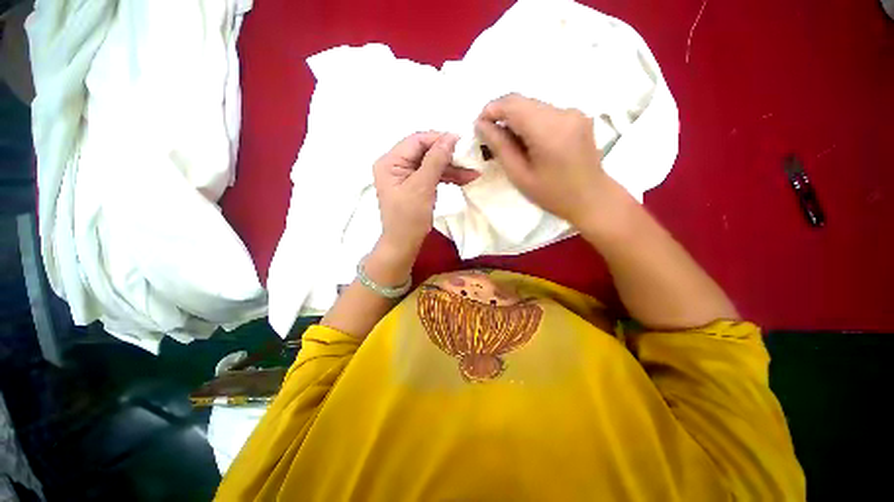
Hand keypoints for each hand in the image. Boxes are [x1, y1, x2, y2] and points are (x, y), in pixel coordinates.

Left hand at [371, 132, 477, 283]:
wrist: (404, 245)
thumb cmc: (409, 218)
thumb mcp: (422, 187)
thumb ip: (436, 160)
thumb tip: (450, 137)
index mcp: (390, 162)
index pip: (416, 141)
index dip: (439, 139)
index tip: (462, 142)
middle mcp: (396, 165)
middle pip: (425, 152)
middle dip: (448, 156)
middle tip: (470, 158)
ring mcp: (406, 176)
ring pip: (432, 165)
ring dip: (452, 169)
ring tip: (473, 173)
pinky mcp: (415, 186)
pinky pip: (432, 176)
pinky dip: (447, 178)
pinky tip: (464, 179)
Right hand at [475, 93, 616, 228]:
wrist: (591, 198)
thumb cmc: (552, 194)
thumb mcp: (520, 175)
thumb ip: (500, 146)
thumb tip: (481, 125)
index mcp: (549, 130)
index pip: (512, 104)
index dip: (491, 110)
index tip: (480, 127)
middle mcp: (563, 113)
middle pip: (523, 102)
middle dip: (502, 115)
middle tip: (492, 138)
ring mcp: (574, 112)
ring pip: (533, 106)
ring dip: (516, 119)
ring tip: (511, 144)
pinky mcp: (578, 116)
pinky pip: (546, 112)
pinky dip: (531, 122)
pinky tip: (529, 142)